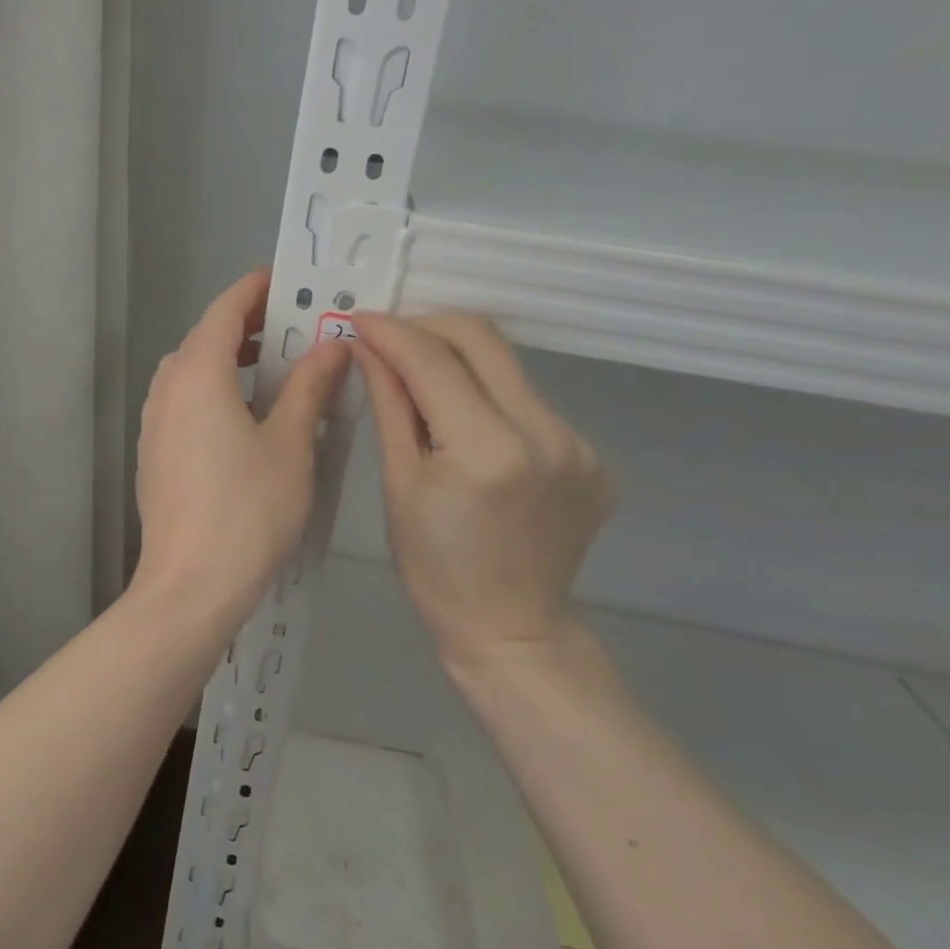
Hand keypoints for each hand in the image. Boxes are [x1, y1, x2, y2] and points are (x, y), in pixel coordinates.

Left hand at [132, 269, 350, 631]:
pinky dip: (212, 390)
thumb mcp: (291, 443)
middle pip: (204, 337)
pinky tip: (243, 418)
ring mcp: (154, 422)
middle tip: (291, 328)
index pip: (225, 309)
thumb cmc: (247, 510)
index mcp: (198, 373)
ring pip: (191, 370)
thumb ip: (309, 386)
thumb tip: (333, 344)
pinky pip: (183, 401)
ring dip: (227, 359)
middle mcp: (167, 388)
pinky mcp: (153, 452)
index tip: (286, 280)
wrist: (189, 586)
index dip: (255, 289)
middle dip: (246, 325)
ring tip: (271, 370)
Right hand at [353, 311, 613, 675]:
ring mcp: (578, 444)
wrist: (512, 630)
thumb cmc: (435, 567)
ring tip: (419, 382)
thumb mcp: (399, 483)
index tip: (358, 318)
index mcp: (488, 449)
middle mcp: (546, 434)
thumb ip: (390, 403)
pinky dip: (488, 396)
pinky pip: (528, 401)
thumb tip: (368, 345)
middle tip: (388, 340)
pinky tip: (464, 422)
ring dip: (458, 361)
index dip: (391, 331)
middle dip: (428, 327)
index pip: (434, 360)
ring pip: (507, 367)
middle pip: (483, 340)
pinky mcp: (592, 455)